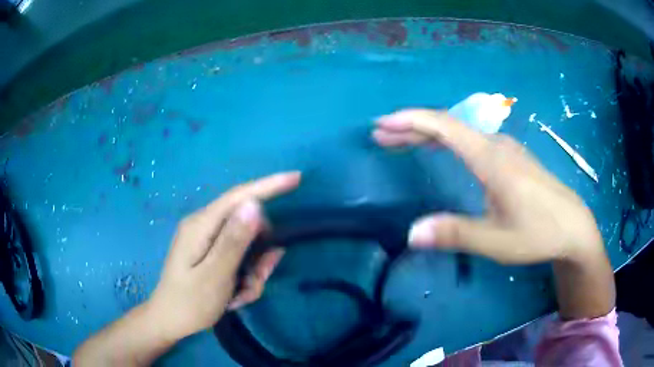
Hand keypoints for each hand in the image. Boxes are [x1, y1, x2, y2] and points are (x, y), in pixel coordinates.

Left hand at [147, 172, 300, 341]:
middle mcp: (204, 225)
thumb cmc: (190, 303)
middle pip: (247, 225)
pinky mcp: (211, 251)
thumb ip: (234, 241)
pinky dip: (244, 276)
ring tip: (239, 295)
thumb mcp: (215, 276)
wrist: (171, 321)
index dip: (269, 186)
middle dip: (259, 255)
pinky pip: (239, 256)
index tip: (296, 178)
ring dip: (252, 271)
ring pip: (246, 245)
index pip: (239, 196)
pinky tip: (235, 294)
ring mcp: (207, 238)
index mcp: (201, 226)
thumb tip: (254, 205)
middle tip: (254, 282)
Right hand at [373, 109, 602, 263]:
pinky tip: (441, 150)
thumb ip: (456, 234)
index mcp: (491, 158)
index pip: (445, 127)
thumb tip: (411, 233)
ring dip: (428, 134)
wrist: (573, 227)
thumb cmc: (538, 232)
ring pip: (460, 132)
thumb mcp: (496, 241)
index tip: (383, 124)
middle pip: (448, 126)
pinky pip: (471, 140)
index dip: (411, 121)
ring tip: (402, 142)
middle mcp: (496, 145)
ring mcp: (505, 149)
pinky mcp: (511, 158)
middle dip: (412, 127)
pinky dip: (447, 140)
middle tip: (382, 135)